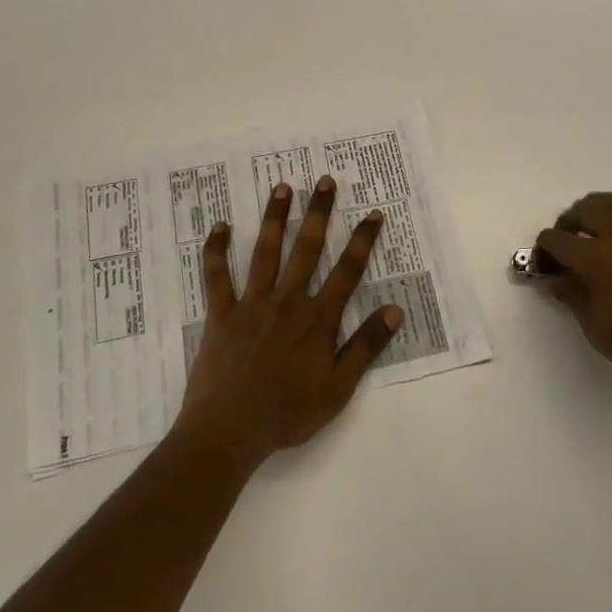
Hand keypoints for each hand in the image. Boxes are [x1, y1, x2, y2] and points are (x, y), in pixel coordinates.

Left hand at [175, 176, 404, 470]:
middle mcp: (287, 300)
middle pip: (307, 248)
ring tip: (282, 187)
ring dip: (275, 217)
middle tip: (325, 180)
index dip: (363, 240)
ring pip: (266, 251)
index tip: (373, 213)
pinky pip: (217, 275)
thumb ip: (366, 346)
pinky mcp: (222, 313)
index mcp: (317, 318)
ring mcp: (252, 303)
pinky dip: (216, 250)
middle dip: (319, 213)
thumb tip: (395, 309)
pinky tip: (219, 226)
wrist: (231, 430)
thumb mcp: (339, 388)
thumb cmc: (288, 413)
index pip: (347, 271)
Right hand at [537, 182, 611, 417]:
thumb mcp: (595, 329)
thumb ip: (571, 296)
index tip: (543, 265)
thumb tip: (554, 277)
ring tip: (590, 219)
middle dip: (566, 224)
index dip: (544, 250)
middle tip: (564, 244)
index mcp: (595, 259)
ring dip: (599, 205)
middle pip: (584, 213)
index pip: (557, 241)